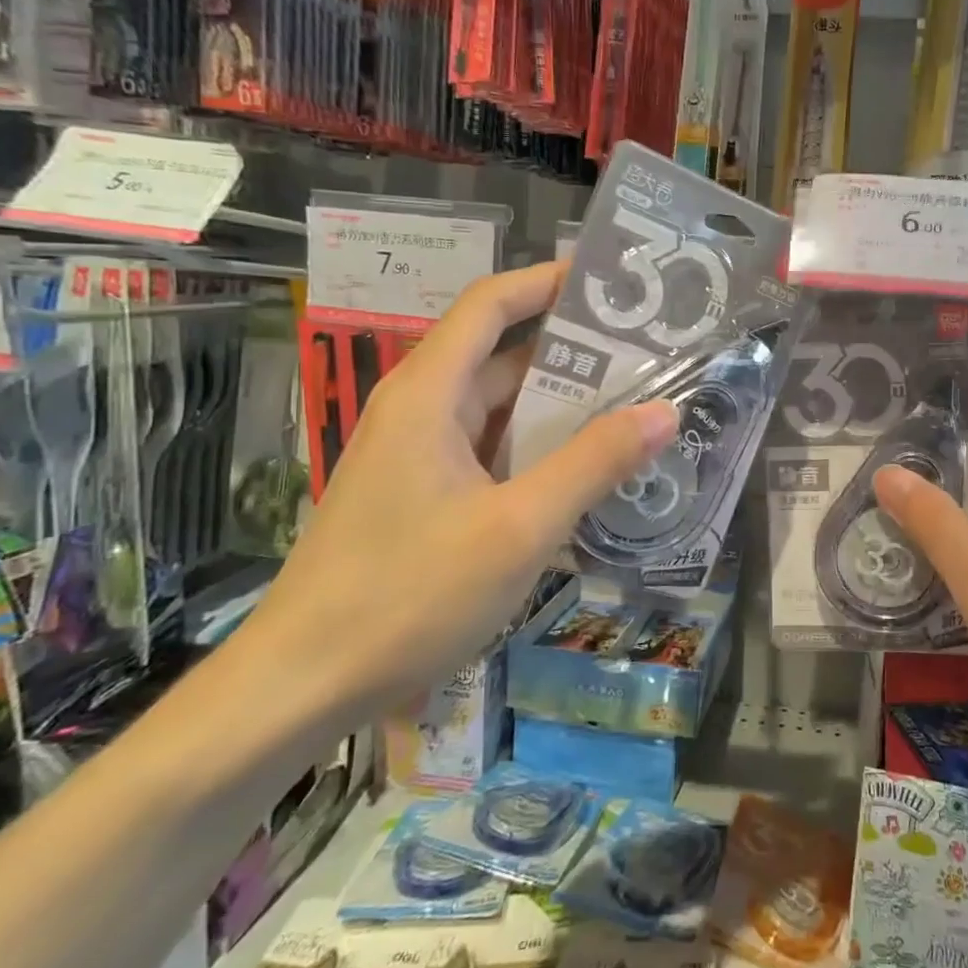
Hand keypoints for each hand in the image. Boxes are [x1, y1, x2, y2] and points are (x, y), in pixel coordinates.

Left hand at [245, 264, 676, 725]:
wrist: (303, 685)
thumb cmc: (407, 594)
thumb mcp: (518, 527)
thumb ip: (593, 463)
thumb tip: (664, 412)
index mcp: (430, 394)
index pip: (491, 305)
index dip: (547, 281)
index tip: (610, 282)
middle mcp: (422, 410)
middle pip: (504, 355)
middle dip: (575, 350)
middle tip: (650, 353)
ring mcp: (421, 456)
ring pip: (502, 409)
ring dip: (563, 406)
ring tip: (637, 404)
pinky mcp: (425, 495)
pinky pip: (493, 452)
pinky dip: (541, 450)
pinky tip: (589, 469)